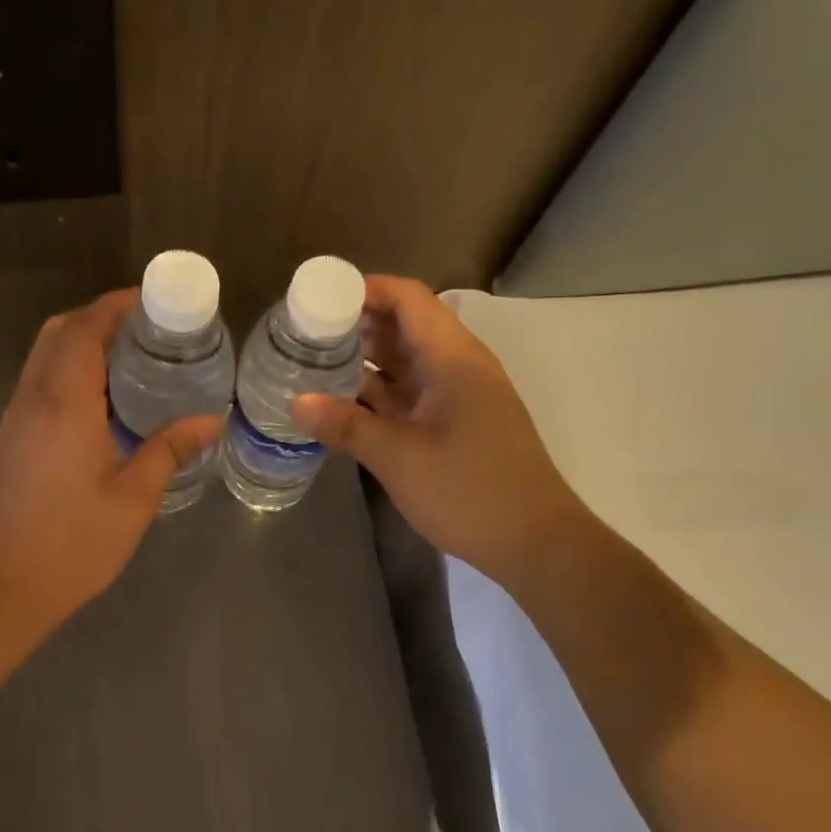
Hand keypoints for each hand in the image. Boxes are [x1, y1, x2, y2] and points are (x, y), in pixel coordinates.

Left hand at [0, 289, 223, 627]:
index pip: (86, 329)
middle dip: (101, 318)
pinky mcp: (14, 437)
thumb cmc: (75, 543)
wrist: (6, 584)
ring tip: (134, 360)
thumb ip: (170, 450)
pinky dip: (71, 369)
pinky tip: (107, 400)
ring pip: (45, 355)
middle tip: (149, 331)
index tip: (154, 302)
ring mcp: (18, 417)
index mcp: (64, 404)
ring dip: (83, 342)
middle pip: (59, 331)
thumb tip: (211, 421)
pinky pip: (42, 381)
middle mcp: (34, 399)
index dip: (117, 305)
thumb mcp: (134, 499)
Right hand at [291, 275, 579, 583]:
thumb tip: (297, 403)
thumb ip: (347, 426)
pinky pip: (413, 394)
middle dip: (357, 326)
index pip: (408, 299)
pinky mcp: (456, 424)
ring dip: (366, 362)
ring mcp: (459, 397)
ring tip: (314, 365)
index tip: (319, 299)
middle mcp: (459, 367)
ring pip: (407, 363)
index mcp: (453, 358)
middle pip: (405, 327)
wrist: (534, 541)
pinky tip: (344, 404)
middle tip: (305, 335)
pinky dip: (380, 394)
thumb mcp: (400, 458)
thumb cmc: (469, 491)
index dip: (365, 290)